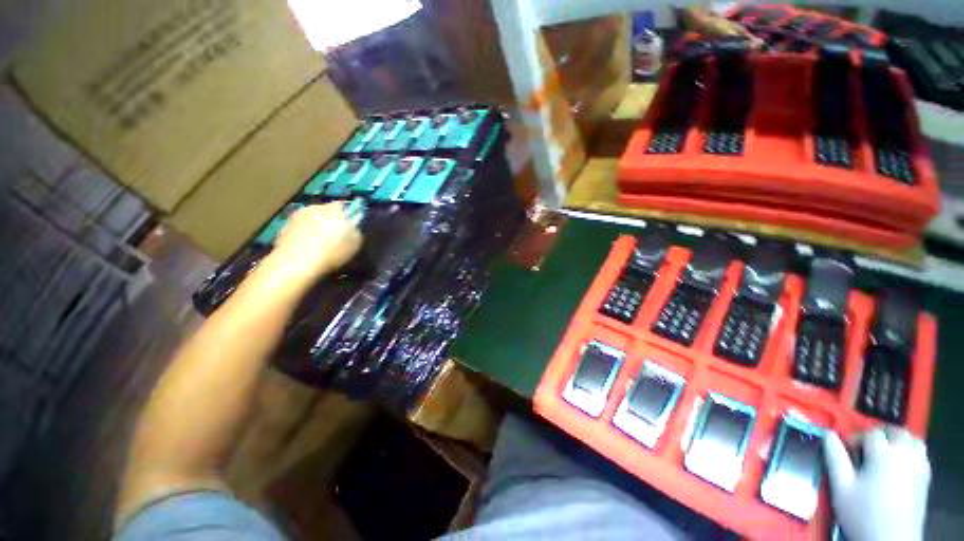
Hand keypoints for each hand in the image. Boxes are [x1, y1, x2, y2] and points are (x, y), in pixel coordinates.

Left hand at [259, 202, 362, 284]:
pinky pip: (300, 228)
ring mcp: (297, 216)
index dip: (348, 216)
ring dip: (317, 227)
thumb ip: (355, 231)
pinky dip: (305, 235)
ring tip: (322, 244)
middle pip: (326, 211)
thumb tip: (353, 227)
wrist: (296, 264)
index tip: (351, 226)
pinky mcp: (284, 227)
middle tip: (336, 236)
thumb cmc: (331, 252)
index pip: (345, 206)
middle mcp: (315, 207)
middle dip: (331, 220)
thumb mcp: (355, 244)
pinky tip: (308, 249)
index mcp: (334, 208)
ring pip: (312, 219)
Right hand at [824, 427, 930, 540]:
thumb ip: (834, 457)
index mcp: (883, 453)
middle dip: (879, 434)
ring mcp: (918, 465)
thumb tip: (827, 434)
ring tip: (883, 450)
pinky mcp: (925, 476)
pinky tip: (900, 462)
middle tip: (864, 447)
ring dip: (897, 439)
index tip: (847, 451)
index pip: (870, 433)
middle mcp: (904, 453)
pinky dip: (910, 450)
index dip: (856, 438)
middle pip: (895, 431)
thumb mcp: (841, 487)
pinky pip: (920, 452)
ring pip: (911, 439)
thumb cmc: (862, 513)